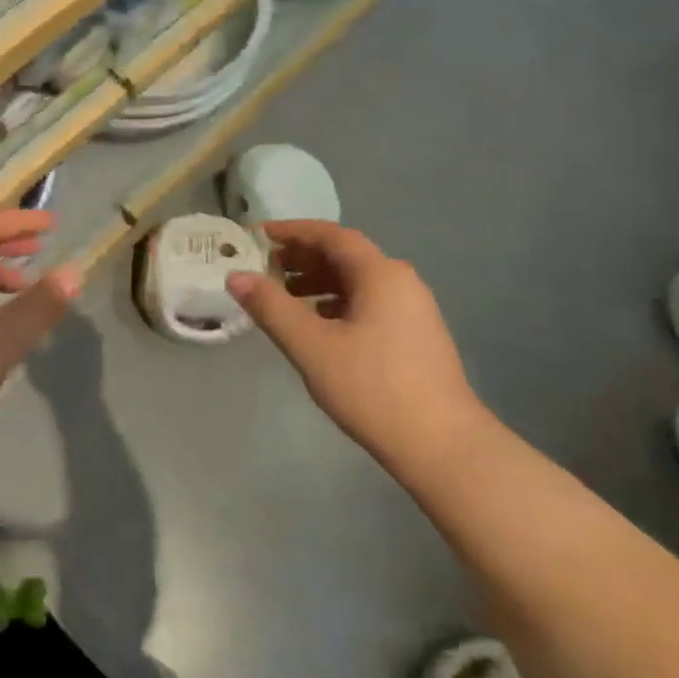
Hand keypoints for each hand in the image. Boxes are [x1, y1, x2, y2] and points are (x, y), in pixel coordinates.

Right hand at [228, 221, 484, 460]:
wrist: (442, 446)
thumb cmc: (372, 388)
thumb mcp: (311, 346)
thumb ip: (271, 307)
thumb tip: (235, 275)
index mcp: (380, 273)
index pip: (330, 235)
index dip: (291, 231)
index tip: (257, 237)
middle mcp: (401, 281)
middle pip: (345, 255)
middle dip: (302, 257)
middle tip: (265, 269)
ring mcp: (413, 308)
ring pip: (358, 281)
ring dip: (319, 282)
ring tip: (285, 297)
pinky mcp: (415, 334)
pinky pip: (370, 302)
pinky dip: (338, 303)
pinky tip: (319, 325)